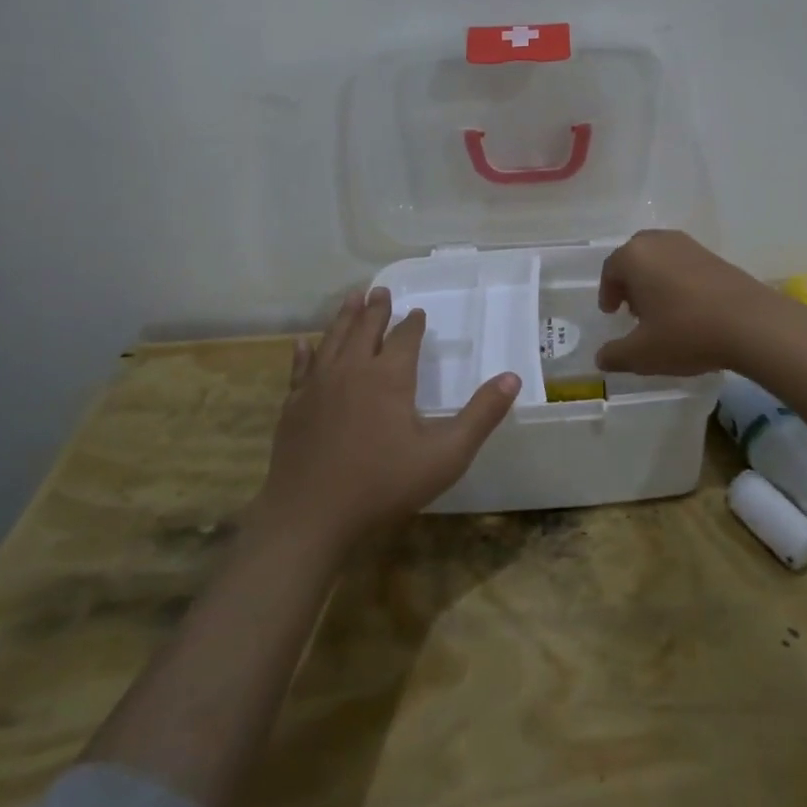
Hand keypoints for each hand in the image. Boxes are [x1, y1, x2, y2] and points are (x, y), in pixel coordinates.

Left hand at [260, 289, 519, 556]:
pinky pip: (300, 369)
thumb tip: (512, 378)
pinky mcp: (294, 406)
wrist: (310, 517)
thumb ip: (481, 415)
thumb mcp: (446, 454)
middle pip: (365, 329)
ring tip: (352, 298)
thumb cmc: (384, 485)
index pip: (404, 337)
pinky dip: (304, 352)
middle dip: (376, 309)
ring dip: (344, 317)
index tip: (418, 312)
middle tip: (380, 290)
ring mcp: (318, 386)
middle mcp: (353, 370)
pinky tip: (302, 344)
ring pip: (332, 339)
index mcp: (390, 376)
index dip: (413, 323)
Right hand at [594, 230, 785, 375]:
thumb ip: (615, 355)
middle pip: (636, 256)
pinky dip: (678, 280)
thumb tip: (601, 358)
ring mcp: (691, 246)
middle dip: (630, 280)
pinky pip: (685, 264)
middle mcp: (660, 242)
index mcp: (635, 257)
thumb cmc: (686, 333)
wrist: (752, 324)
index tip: (611, 313)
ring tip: (661, 310)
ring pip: (661, 258)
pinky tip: (688, 308)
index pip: (611, 270)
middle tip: (633, 308)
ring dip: (655, 279)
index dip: (607, 293)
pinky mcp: (716, 256)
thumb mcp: (642, 353)